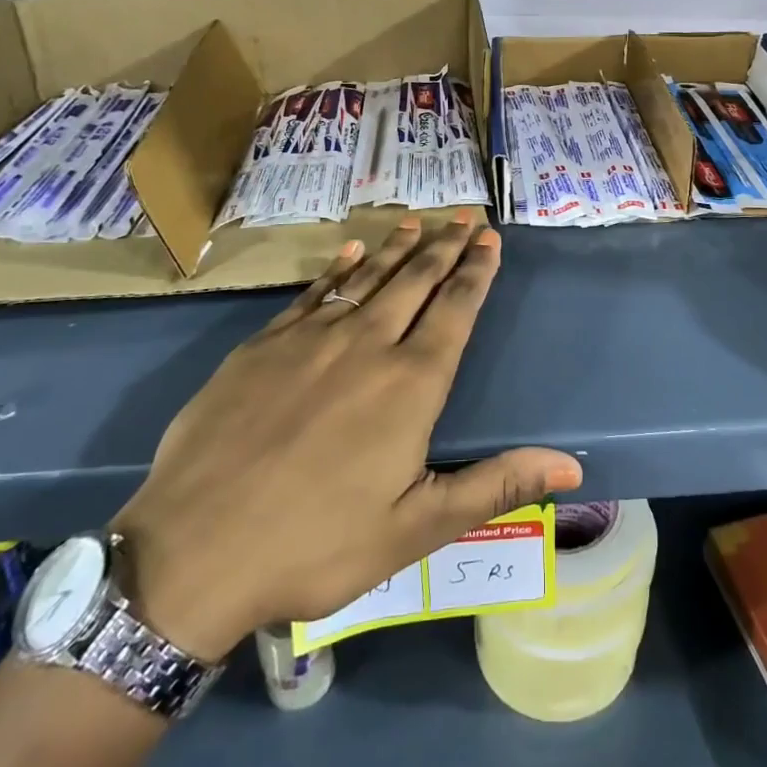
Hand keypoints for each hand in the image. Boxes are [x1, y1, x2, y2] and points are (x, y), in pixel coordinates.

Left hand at [110, 215, 580, 659]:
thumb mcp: (416, 528)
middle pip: (416, 281)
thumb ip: (495, 485)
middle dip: (445, 246)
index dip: (476, 272)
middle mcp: (367, 344)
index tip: (490, 239)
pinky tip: (350, 251)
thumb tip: (573, 468)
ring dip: (398, 248)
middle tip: (464, 216)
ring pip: (368, 277)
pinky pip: (312, 292)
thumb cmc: (317, 545)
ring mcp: (310, 339)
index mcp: (410, 385)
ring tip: (419, 222)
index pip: (455, 311)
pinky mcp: (263, 345)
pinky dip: (337, 268)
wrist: (194, 551)